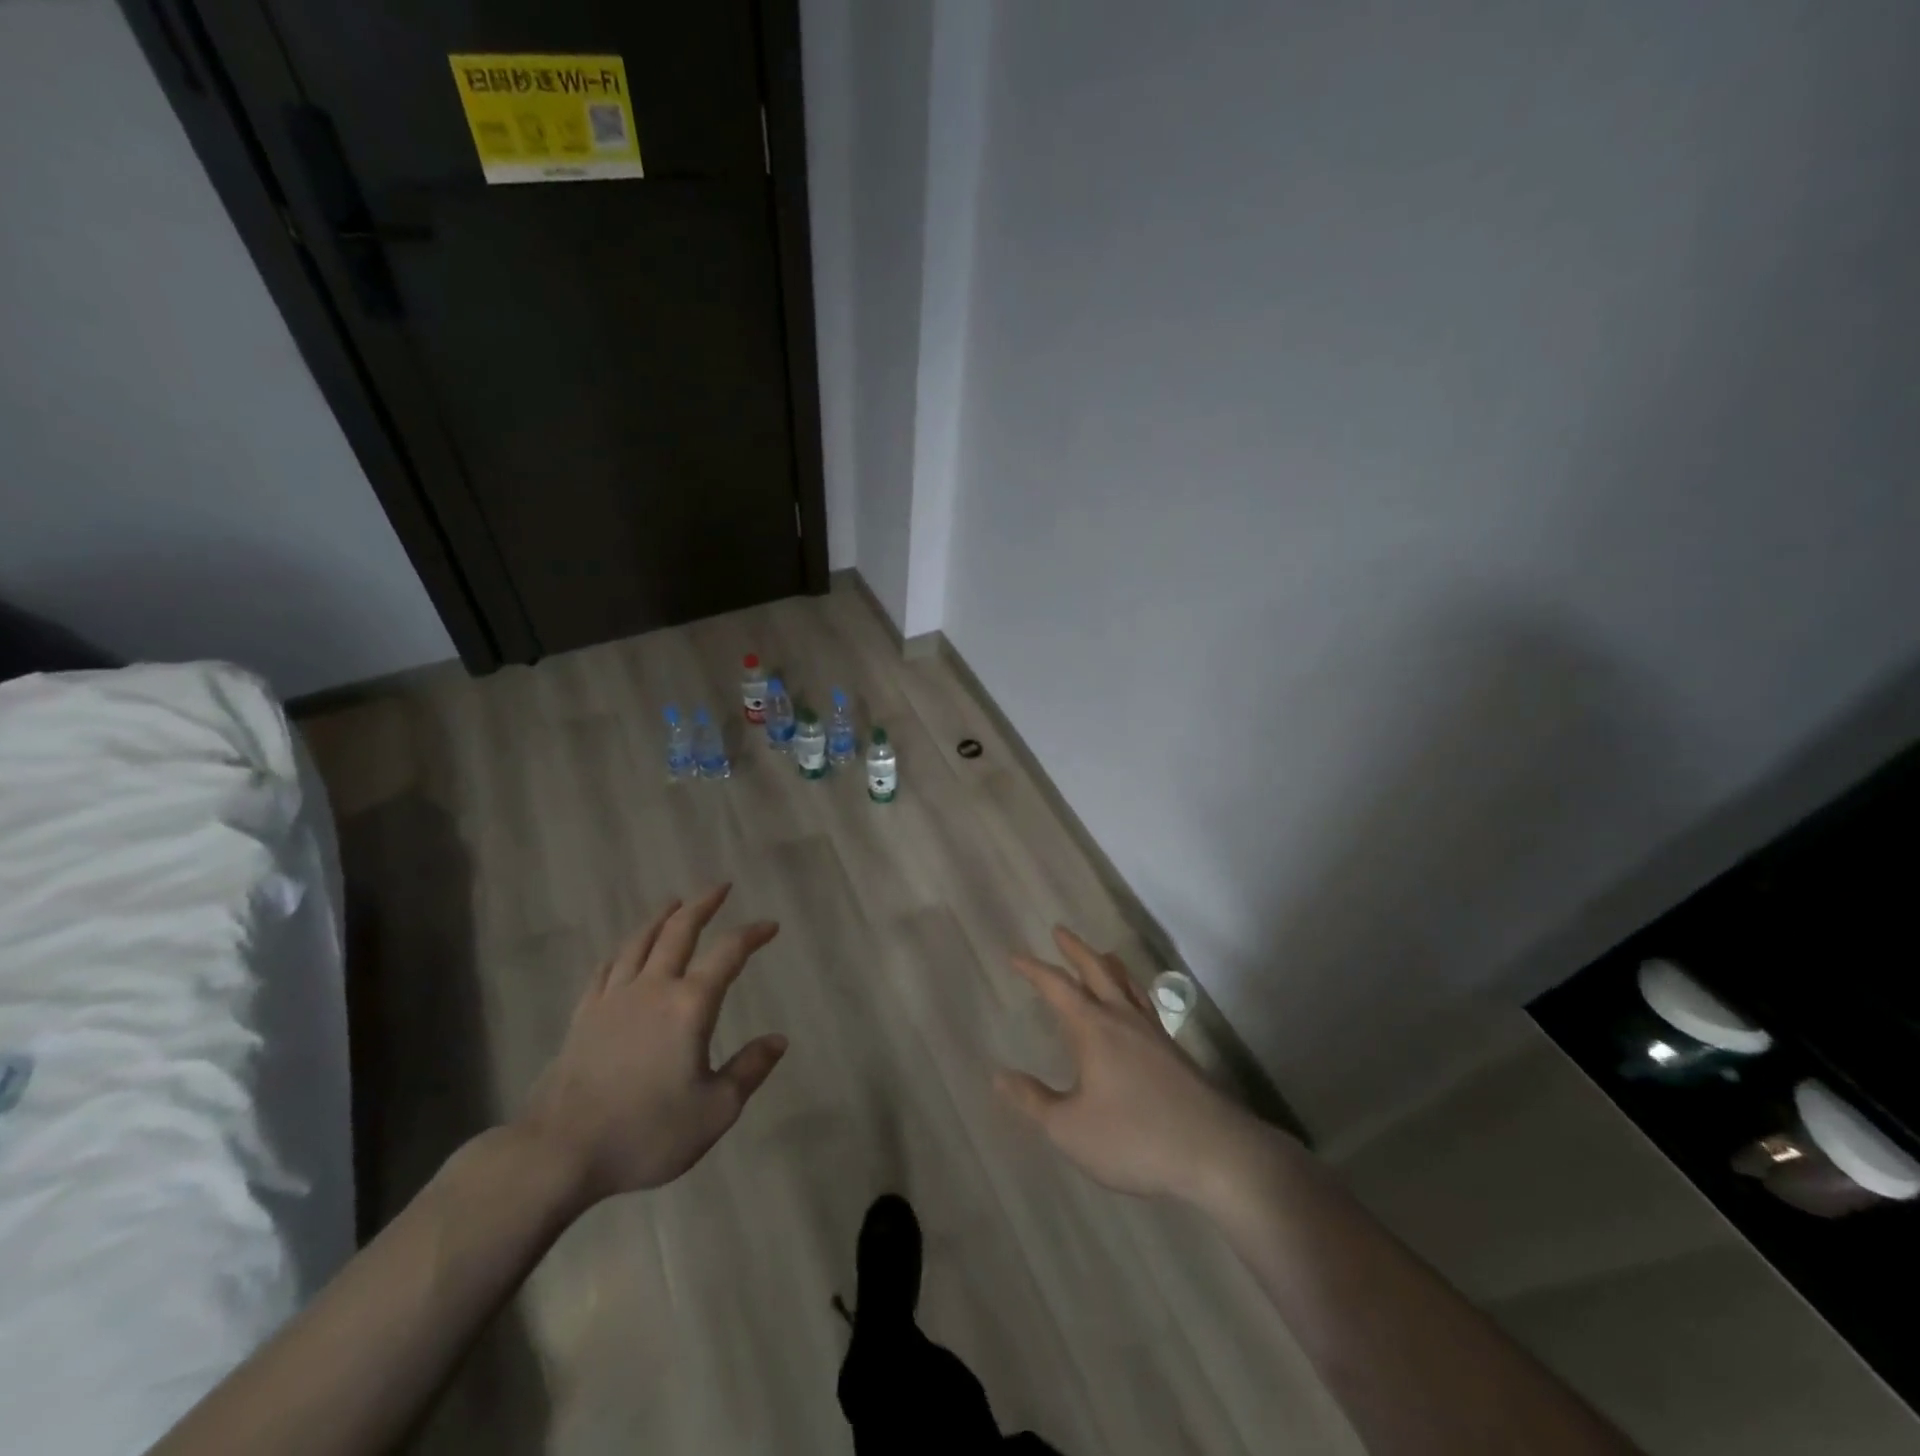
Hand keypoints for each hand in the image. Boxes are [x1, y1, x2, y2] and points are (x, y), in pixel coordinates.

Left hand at [516, 884, 787, 1208]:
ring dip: (661, 918)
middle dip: (702, 905)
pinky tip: (624, 950)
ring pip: (639, 942)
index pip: (728, 954)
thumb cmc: (646, 1132)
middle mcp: (653, 988)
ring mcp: (613, 999)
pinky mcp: (583, 1016)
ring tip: (674, 902)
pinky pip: (606, 969)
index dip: (752, 934)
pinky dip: (622, 950)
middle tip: (719, 887)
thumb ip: (749, 1070)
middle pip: (679, 932)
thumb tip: (778, 1040)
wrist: (559, 1152)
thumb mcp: (715, 1111)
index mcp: (690, 1005)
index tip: (770, 926)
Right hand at [996, 928, 1280, 1204]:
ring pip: (1128, 985)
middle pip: (1097, 971)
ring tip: (1102, 954)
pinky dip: (1133, 991)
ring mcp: (1154, 1033)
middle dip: (1075, 950)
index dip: (1034, 970)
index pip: (1057, 987)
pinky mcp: (1176, 1052)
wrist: (1214, 1152)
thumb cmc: (1133, 1138)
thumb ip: (1034, 1101)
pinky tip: (1137, 1007)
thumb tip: (1000, 1075)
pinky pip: (1147, 1005)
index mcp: (1094, 1029)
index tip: (1015, 955)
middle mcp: (1123, 1019)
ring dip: (1109, 964)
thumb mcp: (1070, 1128)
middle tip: (1060, 931)